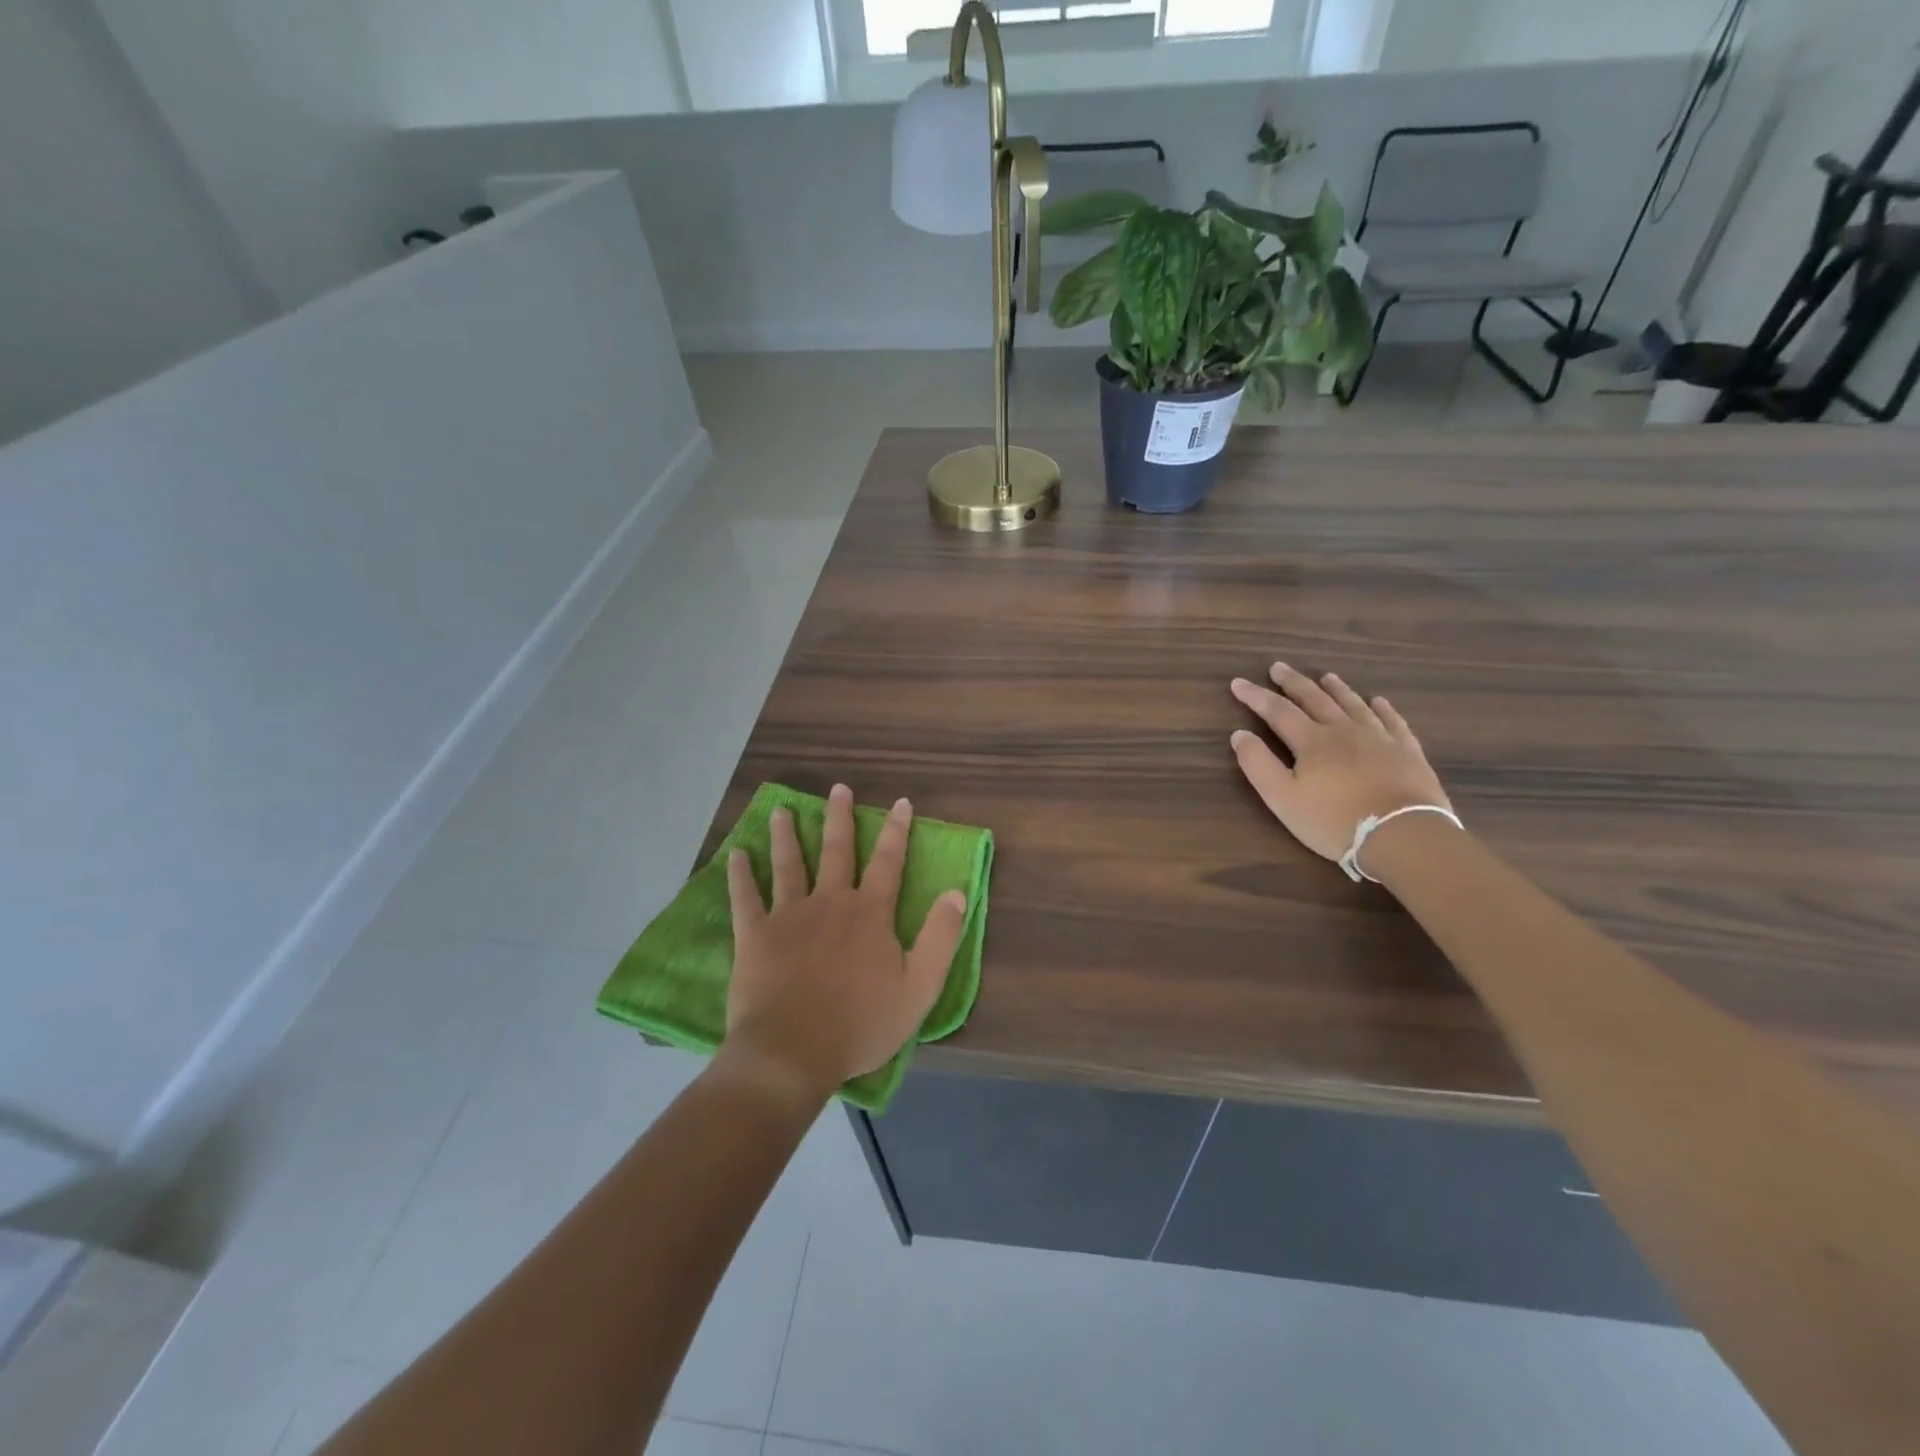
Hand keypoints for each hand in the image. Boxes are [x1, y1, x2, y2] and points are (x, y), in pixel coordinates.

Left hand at [720, 784, 966, 1104]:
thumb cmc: (861, 1025)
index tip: (900, 802)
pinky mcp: (755, 935)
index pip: (888, 862)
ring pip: (789, 864)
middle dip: (840, 817)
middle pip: (837, 850)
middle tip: (838, 788)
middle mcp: (830, 902)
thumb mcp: (919, 988)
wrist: (792, 1053)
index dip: (897, 831)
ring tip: (782, 810)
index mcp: (869, 914)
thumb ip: (940, 938)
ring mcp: (789, 915)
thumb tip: (957, 892)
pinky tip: (737, 855)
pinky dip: (741, 875)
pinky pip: (745, 897)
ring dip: (787, 835)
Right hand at [1230, 663, 1451, 864]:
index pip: (1277, 710)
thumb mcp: (1282, 798)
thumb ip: (1258, 764)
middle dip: (1293, 683)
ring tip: (1326, 676)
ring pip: (1353, 705)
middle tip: (1279, 667)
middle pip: (1315, 699)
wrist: (1403, 835)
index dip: (1255, 696)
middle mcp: (1344, 731)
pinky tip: (1379, 701)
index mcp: (1311, 741)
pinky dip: (1383, 709)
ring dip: (1337, 689)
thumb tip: (1240, 734)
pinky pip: (1393, 722)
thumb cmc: (1334, 820)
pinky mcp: (1407, 752)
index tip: (1238, 683)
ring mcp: (1380, 739)